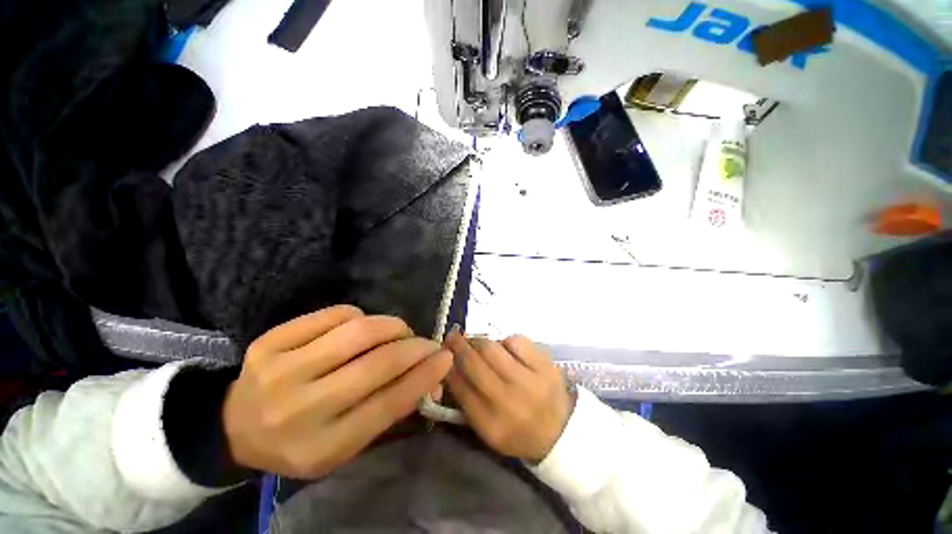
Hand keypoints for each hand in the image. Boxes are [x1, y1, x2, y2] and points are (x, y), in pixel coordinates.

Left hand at [223, 305, 452, 477]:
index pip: (388, 404)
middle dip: (414, 346)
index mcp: (322, 447)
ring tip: (400, 332)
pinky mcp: (272, 341)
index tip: (446, 358)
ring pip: (359, 331)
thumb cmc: (300, 440)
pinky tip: (360, 327)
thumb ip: (388, 410)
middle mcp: (301, 409)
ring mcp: (281, 370)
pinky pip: (335, 313)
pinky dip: (361, 316)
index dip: (424, 376)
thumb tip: (429, 375)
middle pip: (377, 363)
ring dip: (392, 326)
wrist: (234, 427)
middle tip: (427, 342)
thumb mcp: (345, 444)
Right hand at [445, 329, 573, 462]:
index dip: (448, 366)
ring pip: (493, 348)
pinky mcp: (546, 367)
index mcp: (491, 425)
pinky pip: (517, 341)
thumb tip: (450, 366)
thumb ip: (467, 401)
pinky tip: (506, 348)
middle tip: (453, 337)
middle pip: (474, 363)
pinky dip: (506, 341)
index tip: (443, 354)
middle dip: (458, 345)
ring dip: (480, 341)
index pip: (460, 387)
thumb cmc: (518, 431)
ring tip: (477, 342)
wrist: (560, 432)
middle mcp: (509, 403)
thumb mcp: (488, 428)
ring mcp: (530, 382)